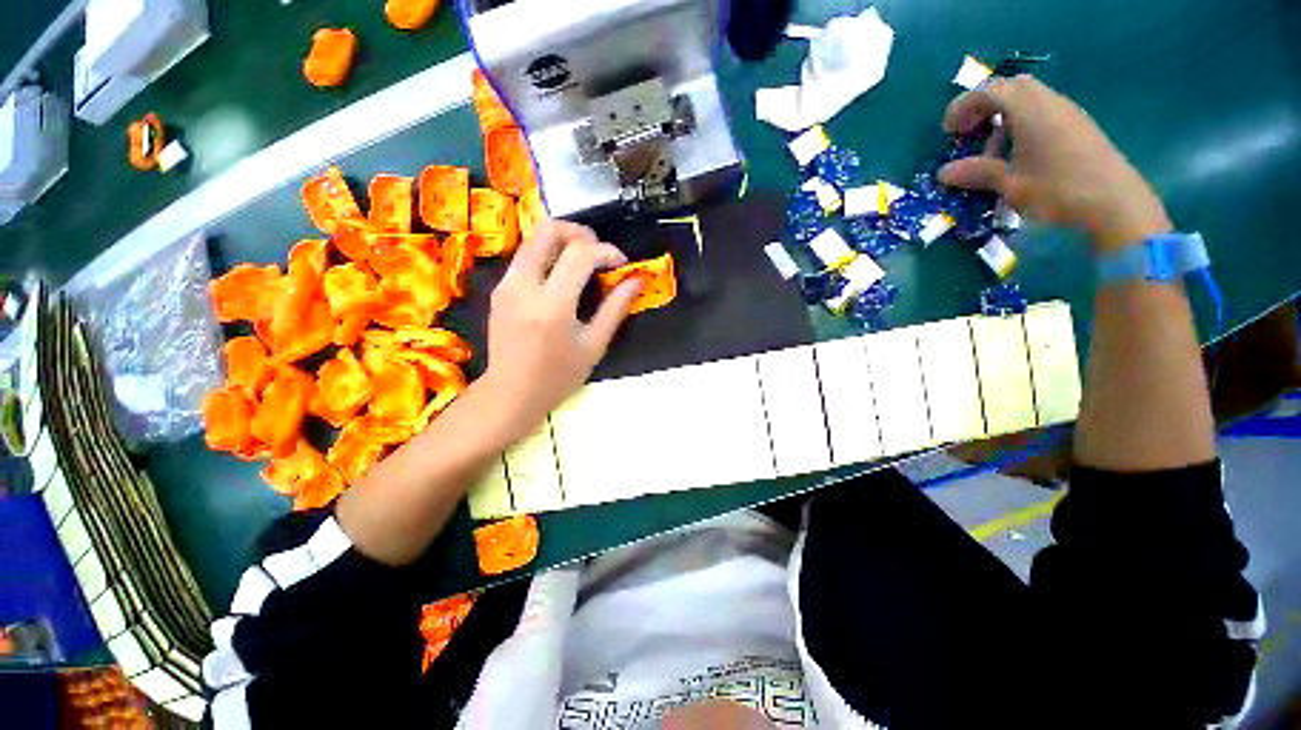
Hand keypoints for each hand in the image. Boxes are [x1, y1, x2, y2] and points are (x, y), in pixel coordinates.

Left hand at [477, 220, 642, 443]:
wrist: (511, 392)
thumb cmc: (558, 376)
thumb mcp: (594, 345)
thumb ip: (616, 308)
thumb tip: (637, 280)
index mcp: (552, 306)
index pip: (580, 254)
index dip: (606, 250)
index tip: (620, 263)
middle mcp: (524, 286)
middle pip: (549, 230)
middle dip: (580, 231)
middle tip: (599, 250)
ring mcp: (506, 284)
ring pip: (534, 239)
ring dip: (563, 241)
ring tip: (584, 262)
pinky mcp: (499, 288)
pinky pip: (526, 256)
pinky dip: (549, 255)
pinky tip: (562, 277)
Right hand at [938, 75, 1171, 252]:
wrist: (1115, 203)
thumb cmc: (1057, 190)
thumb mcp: (1010, 184)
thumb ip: (977, 173)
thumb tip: (943, 173)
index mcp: (1030, 109)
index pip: (989, 92)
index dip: (963, 107)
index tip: (947, 132)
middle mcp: (1049, 102)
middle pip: (1010, 90)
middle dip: (984, 109)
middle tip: (968, 135)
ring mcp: (1067, 113)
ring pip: (1027, 101)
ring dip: (1003, 120)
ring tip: (992, 153)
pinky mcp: (1077, 127)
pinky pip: (1042, 114)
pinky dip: (1021, 127)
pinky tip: (1018, 156)